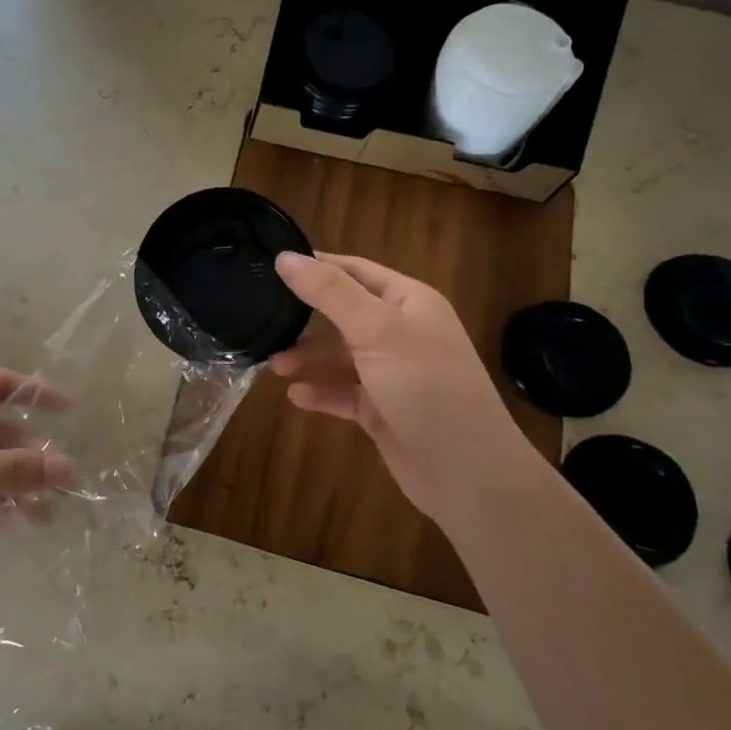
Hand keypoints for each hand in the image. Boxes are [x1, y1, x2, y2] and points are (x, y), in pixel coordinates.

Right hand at [269, 252, 531, 518]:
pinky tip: (296, 396)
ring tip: (274, 366)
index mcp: (408, 302)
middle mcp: (400, 332)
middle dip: (304, 319)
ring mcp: (391, 373)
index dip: (315, 266)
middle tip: (263, 322)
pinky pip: (342, 392)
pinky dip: (320, 392)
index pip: (354, 271)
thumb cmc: (426, 386)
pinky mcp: (381, 409)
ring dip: (307, 358)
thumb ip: (330, 292)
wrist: (467, 472)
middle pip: (342, 314)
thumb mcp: (377, 329)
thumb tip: (285, 257)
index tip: (270, 267)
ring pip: (338, 356)